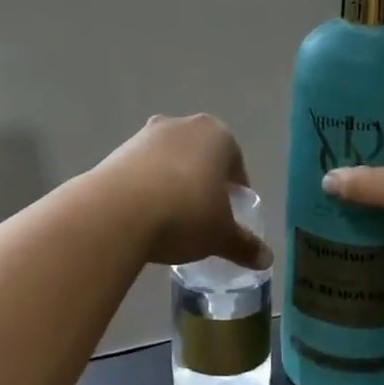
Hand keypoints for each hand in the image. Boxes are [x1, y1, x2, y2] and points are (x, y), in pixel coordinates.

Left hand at [95, 115, 273, 270]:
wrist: (117, 212)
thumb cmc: (185, 214)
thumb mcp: (221, 235)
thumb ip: (245, 244)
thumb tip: (267, 259)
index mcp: (218, 135)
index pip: (235, 164)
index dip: (236, 192)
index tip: (230, 217)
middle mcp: (183, 125)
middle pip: (201, 157)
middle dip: (204, 183)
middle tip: (203, 217)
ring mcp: (146, 134)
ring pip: (170, 161)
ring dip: (173, 183)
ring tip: (171, 219)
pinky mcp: (117, 150)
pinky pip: (142, 169)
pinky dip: (147, 187)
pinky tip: (144, 216)